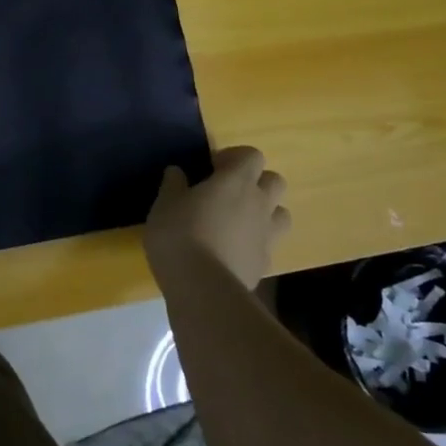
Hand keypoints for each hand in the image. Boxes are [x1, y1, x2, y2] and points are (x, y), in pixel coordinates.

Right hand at [143, 146, 289, 289]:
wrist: (203, 290)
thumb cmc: (180, 235)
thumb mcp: (164, 205)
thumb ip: (173, 185)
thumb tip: (177, 172)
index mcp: (236, 181)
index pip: (252, 155)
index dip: (235, 158)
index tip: (213, 168)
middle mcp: (259, 203)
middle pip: (275, 181)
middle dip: (256, 182)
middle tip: (229, 192)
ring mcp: (267, 235)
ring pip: (281, 214)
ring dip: (265, 212)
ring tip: (238, 221)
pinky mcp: (265, 264)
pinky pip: (268, 244)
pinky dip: (255, 243)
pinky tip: (232, 251)